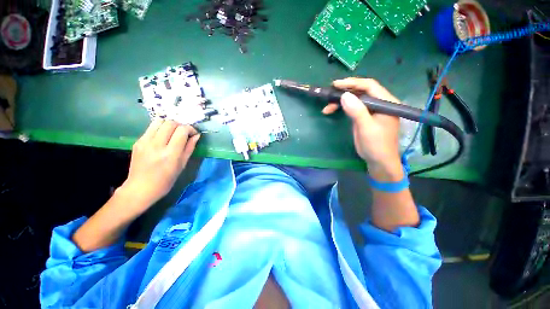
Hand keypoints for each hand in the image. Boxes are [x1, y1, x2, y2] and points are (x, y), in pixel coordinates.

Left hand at [121, 120, 199, 206]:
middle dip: (181, 125)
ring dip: (169, 124)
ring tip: (173, 132)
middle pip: (170, 123)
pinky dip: (160, 129)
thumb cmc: (166, 180)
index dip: (190, 129)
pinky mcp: (138, 141)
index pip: (182, 130)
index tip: (193, 134)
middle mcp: (157, 145)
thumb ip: (190, 148)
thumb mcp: (182, 165)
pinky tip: (163, 138)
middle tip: (184, 133)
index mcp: (170, 153)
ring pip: (159, 121)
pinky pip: (151, 128)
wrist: (140, 188)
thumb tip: (197, 135)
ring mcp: (145, 142)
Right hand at [323, 78, 401, 180]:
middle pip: (361, 91)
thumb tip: (344, 95)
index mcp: (386, 102)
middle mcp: (379, 103)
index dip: (352, 83)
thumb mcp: (367, 128)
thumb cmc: (376, 145)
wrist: (378, 161)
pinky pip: (352, 108)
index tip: (336, 85)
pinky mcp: (364, 117)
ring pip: (354, 99)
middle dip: (344, 92)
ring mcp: (371, 110)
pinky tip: (332, 110)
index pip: (369, 86)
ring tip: (327, 107)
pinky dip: (341, 108)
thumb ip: (357, 111)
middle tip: (329, 95)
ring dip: (340, 102)